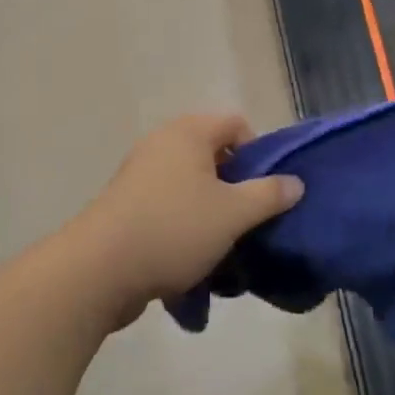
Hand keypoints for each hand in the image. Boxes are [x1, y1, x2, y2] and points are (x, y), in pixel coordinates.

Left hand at [73, 113, 302, 327]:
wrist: (99, 270)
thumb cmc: (174, 229)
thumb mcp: (233, 214)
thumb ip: (269, 195)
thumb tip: (295, 182)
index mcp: (189, 133)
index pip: (236, 124)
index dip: (257, 152)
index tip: (262, 190)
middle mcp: (163, 143)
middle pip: (213, 154)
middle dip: (234, 186)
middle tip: (245, 219)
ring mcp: (139, 173)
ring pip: (191, 184)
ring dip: (209, 210)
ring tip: (220, 245)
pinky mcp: (125, 205)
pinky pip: (167, 206)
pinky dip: (183, 225)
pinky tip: (189, 259)